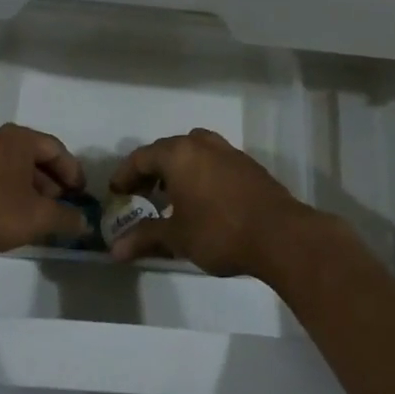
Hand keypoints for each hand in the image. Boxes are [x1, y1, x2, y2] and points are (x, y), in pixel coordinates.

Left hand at [0, 124, 88, 260]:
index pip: (57, 150)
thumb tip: (84, 221)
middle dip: (51, 184)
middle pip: (34, 158)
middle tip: (61, 209)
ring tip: (36, 218)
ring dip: (29, 191)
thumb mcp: (33, 218)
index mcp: (18, 139)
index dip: (74, 173)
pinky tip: (7, 218)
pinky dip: (7, 194)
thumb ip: (64, 217)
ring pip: (12, 169)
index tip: (82, 197)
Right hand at [108, 128, 315, 276]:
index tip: (116, 194)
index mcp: (178, 154)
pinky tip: (202, 199)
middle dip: (149, 172)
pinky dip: (199, 173)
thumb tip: (114, 250)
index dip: (124, 175)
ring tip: (170, 196)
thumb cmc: (219, 231)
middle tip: (139, 195)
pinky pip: (212, 161)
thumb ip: (145, 237)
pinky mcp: (247, 165)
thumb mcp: (177, 237)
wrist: (280, 235)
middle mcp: (201, 144)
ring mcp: (228, 151)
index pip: (141, 157)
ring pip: (192, 151)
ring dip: (176, 169)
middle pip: (166, 150)